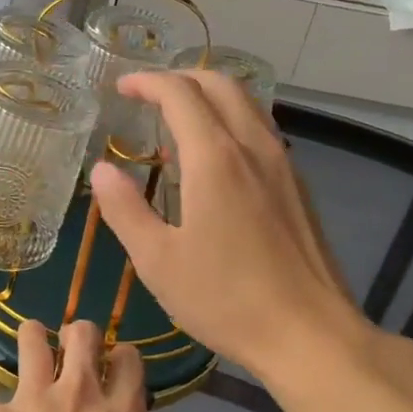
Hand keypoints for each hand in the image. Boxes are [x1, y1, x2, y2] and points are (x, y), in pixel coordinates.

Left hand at [0, 321, 164, 411]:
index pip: (129, 360)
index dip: (122, 357)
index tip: (114, 367)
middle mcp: (78, 395)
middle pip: (81, 334)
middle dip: (78, 334)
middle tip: (71, 349)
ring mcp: (29, 400)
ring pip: (31, 338)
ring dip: (31, 339)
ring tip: (28, 348)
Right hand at [89, 70, 370, 382]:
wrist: (310, 334)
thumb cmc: (226, 299)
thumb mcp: (157, 261)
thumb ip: (126, 209)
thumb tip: (102, 170)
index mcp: (214, 158)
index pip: (179, 93)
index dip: (147, 81)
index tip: (122, 87)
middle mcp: (253, 147)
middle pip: (220, 84)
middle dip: (180, 77)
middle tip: (148, 93)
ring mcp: (282, 164)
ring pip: (246, 103)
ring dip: (209, 96)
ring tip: (178, 119)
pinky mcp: (297, 186)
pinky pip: (260, 130)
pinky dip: (230, 121)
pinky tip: (214, 159)